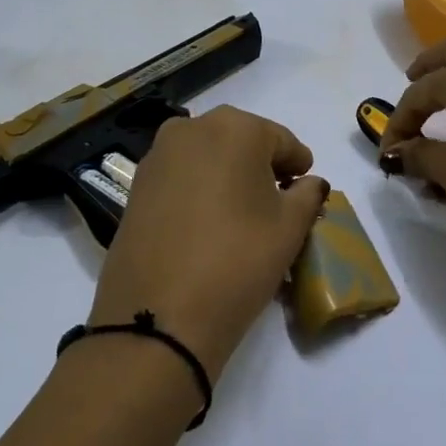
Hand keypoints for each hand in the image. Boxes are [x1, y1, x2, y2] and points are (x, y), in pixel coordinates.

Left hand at [90, 106, 327, 383]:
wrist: (159, 318)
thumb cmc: (238, 260)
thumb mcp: (290, 228)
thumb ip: (308, 195)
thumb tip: (310, 183)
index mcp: (235, 128)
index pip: (281, 140)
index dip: (298, 165)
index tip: (306, 188)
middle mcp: (192, 128)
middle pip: (241, 141)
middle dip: (261, 167)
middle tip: (277, 202)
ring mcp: (158, 156)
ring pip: (208, 157)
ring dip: (228, 176)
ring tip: (241, 216)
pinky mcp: (136, 186)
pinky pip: (181, 177)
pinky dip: (199, 190)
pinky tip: (208, 224)